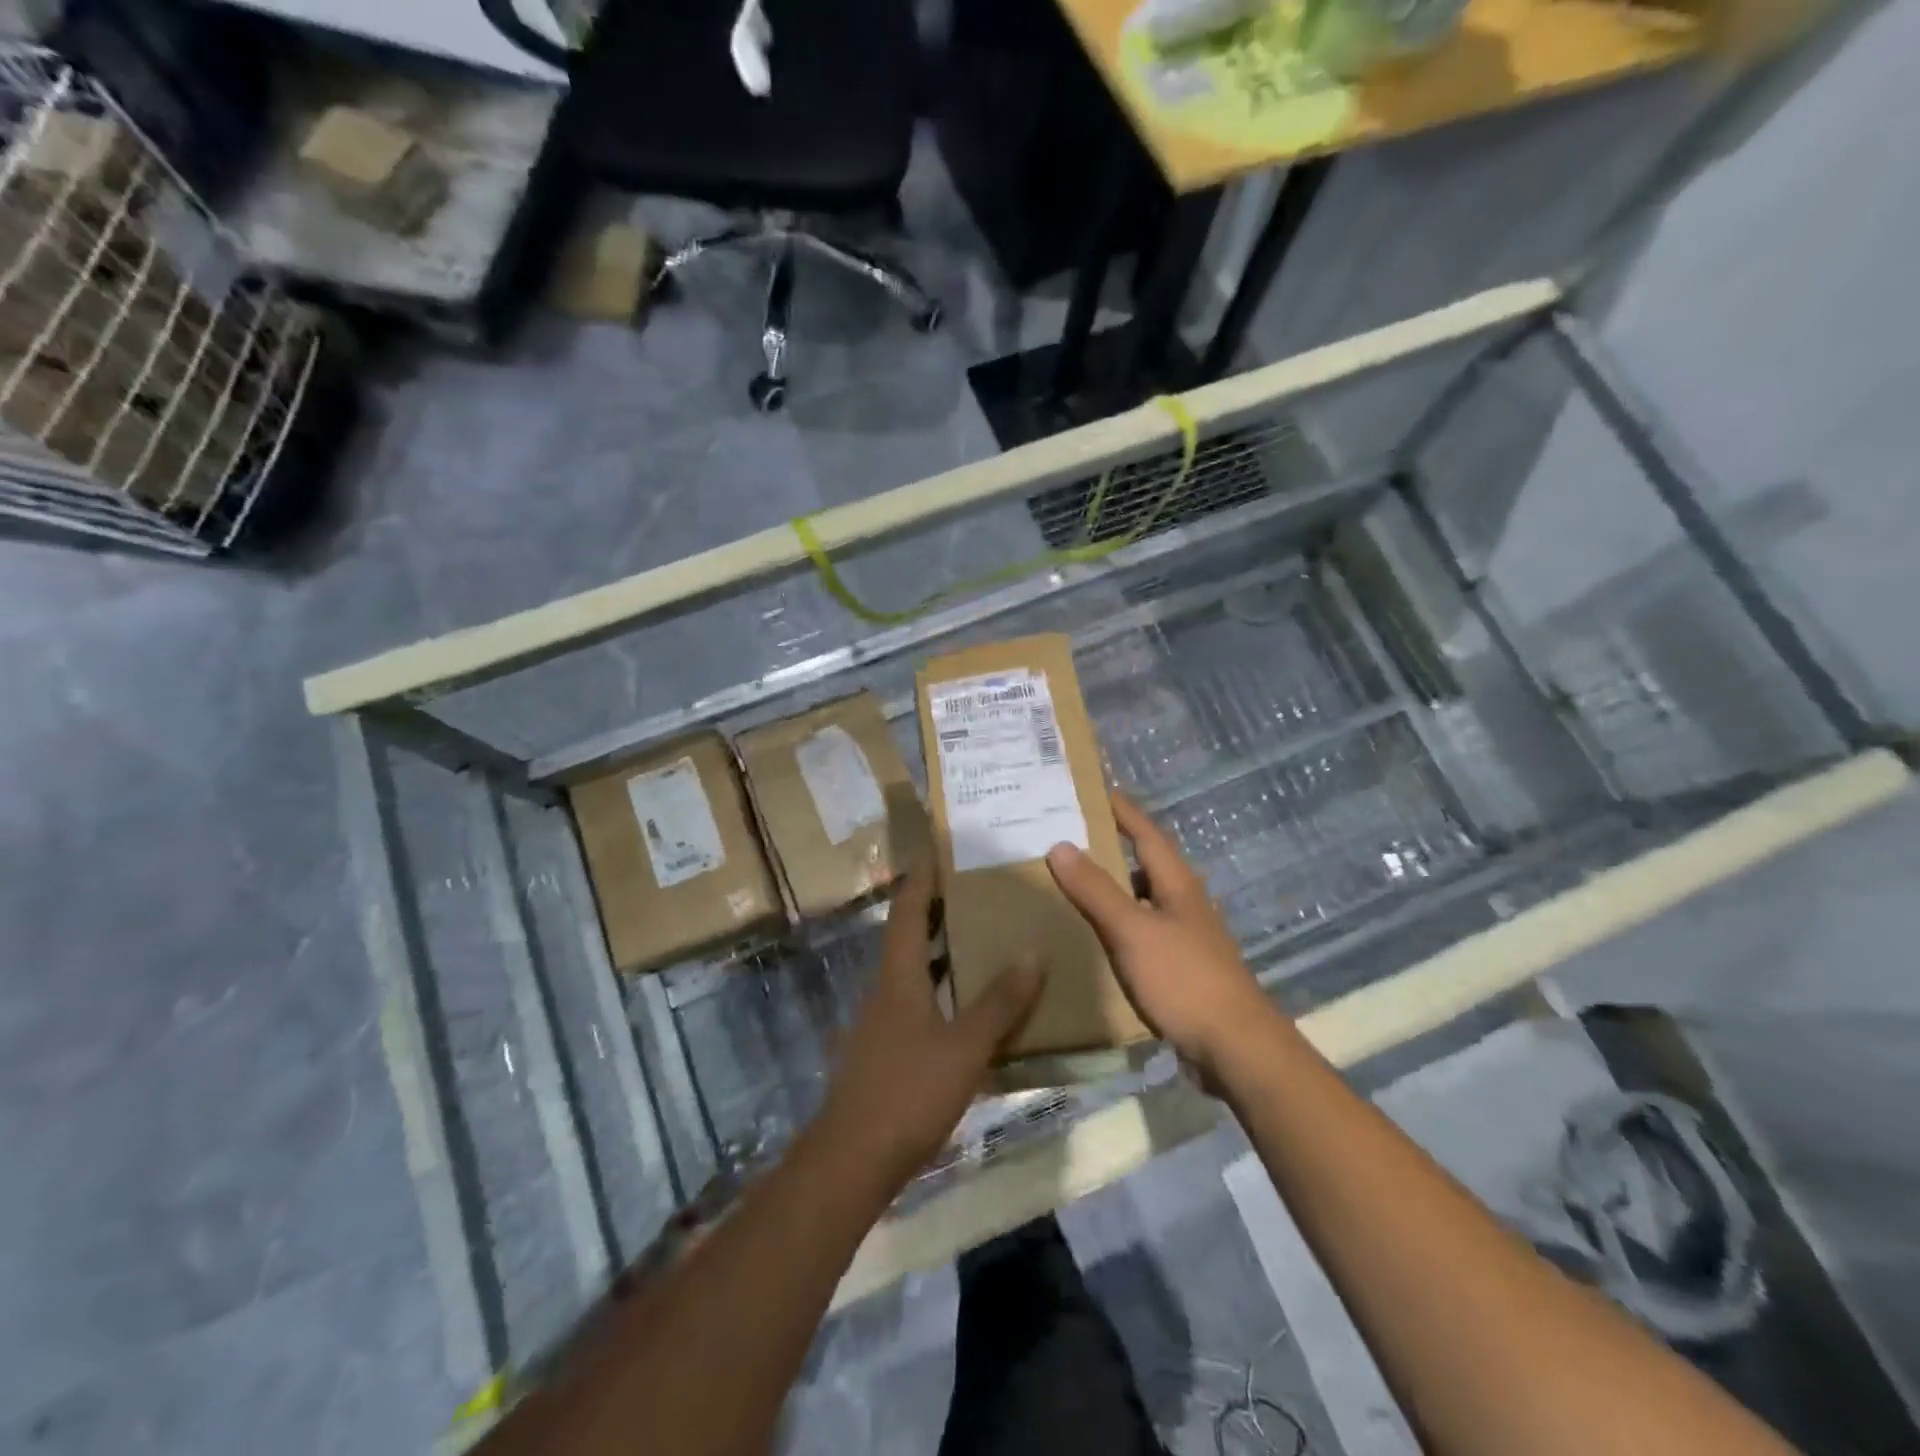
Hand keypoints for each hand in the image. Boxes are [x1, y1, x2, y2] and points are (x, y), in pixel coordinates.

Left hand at [819, 865, 1045, 1187]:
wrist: (852, 1161)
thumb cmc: (908, 1092)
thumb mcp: (965, 1046)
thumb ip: (1000, 1003)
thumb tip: (1032, 953)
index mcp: (898, 975)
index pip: (907, 908)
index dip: (923, 876)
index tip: (942, 849)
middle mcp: (886, 989)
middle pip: (909, 934)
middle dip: (938, 909)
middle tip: (978, 890)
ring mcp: (883, 1022)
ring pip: (915, 971)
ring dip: (943, 951)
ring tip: (984, 938)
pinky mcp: (887, 1052)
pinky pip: (919, 1004)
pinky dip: (944, 991)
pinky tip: (972, 1008)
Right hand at [1046, 791, 1278, 1082]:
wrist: (1236, 1049)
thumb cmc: (1184, 980)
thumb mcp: (1132, 930)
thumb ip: (1095, 889)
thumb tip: (1060, 844)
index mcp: (1177, 884)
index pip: (1146, 832)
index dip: (1122, 809)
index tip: (1093, 788)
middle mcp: (1185, 903)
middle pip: (1146, 862)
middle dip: (1113, 845)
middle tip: (1070, 834)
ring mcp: (1187, 937)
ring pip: (1145, 898)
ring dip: (1115, 885)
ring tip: (1075, 880)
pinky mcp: (1183, 968)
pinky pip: (1144, 931)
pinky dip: (1119, 922)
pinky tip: (1099, 935)